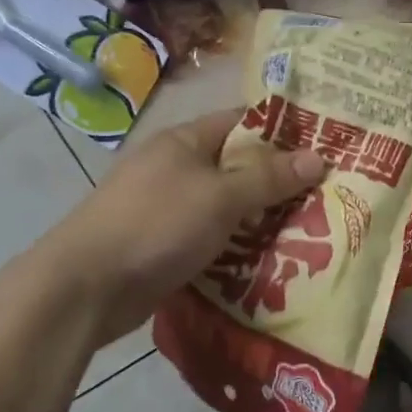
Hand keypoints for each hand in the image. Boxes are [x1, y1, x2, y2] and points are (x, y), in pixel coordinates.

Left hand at [40, 109, 327, 338]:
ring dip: (261, 218)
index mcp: (185, 141)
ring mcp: (167, 207)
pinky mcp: (163, 244)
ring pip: (227, 205)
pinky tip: (270, 259)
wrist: (84, 288)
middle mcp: (176, 168)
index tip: (325, 146)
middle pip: (238, 166)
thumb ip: (270, 178)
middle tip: (327, 195)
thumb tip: (319, 157)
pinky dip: (238, 244)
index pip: (243, 123)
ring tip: (311, 230)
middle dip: (279, 181)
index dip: (284, 132)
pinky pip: (212, 236)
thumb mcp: (221, 197)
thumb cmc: (156, 225)